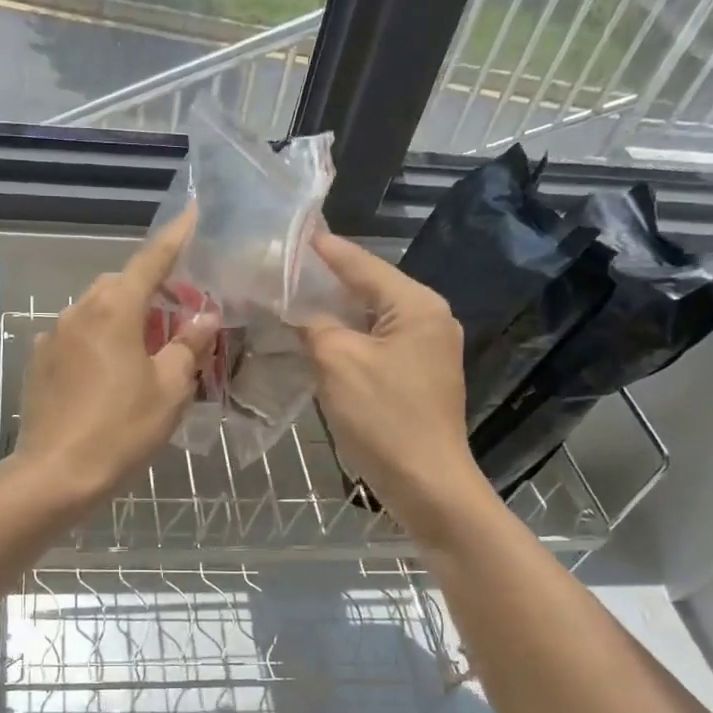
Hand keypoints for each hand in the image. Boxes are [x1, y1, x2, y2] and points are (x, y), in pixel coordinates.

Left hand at [10, 214, 216, 514]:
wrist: (56, 474)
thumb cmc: (122, 429)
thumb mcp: (170, 388)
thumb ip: (188, 345)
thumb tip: (204, 315)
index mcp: (114, 309)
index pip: (151, 260)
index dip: (175, 237)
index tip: (191, 213)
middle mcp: (79, 311)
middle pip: (119, 285)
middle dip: (148, 288)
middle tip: (176, 312)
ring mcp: (53, 336)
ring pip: (94, 310)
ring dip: (121, 316)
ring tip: (144, 347)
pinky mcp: (38, 361)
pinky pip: (75, 337)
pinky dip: (97, 340)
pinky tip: (108, 373)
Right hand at [302, 232, 488, 533]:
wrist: (426, 483)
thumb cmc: (384, 417)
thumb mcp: (337, 362)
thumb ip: (314, 325)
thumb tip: (296, 309)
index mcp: (417, 305)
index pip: (362, 264)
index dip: (325, 249)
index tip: (294, 229)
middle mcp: (429, 318)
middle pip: (369, 287)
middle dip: (326, 279)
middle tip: (283, 266)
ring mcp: (426, 349)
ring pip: (371, 317)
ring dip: (334, 310)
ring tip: (292, 296)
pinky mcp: (417, 375)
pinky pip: (375, 342)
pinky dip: (346, 337)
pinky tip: (318, 337)